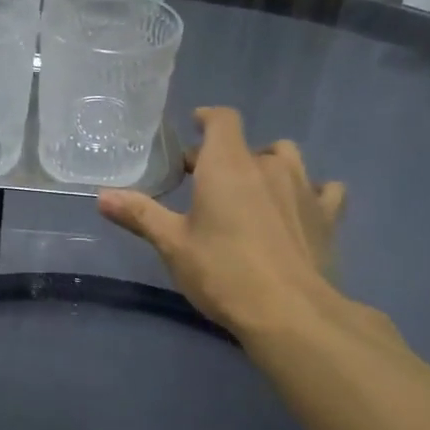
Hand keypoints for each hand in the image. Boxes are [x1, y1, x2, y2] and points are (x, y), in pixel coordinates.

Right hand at [98, 107, 349, 339]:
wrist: (290, 311)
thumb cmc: (222, 271)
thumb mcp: (172, 244)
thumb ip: (139, 214)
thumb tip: (101, 195)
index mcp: (227, 165)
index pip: (222, 120)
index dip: (208, 118)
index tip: (195, 125)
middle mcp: (268, 166)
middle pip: (249, 144)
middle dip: (227, 155)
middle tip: (206, 181)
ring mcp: (305, 188)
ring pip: (288, 158)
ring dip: (269, 165)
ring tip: (253, 189)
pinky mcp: (329, 216)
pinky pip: (324, 189)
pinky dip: (311, 191)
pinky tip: (299, 209)